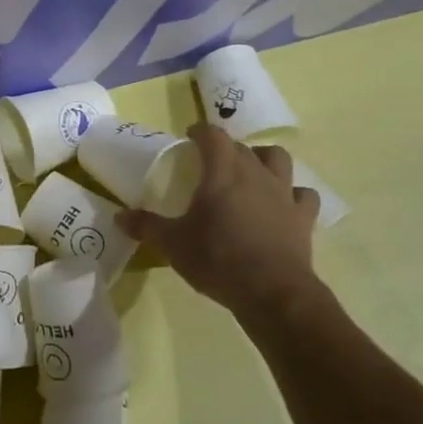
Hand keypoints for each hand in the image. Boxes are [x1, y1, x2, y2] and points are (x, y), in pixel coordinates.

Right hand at [117, 124, 324, 318]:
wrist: (272, 292)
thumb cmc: (218, 260)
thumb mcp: (173, 245)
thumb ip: (146, 226)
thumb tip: (119, 216)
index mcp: (222, 172)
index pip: (212, 136)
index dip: (200, 131)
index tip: (190, 137)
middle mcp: (255, 174)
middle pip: (241, 147)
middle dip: (226, 149)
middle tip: (211, 163)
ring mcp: (283, 193)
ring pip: (277, 159)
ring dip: (263, 159)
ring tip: (251, 172)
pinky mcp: (303, 217)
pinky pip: (303, 194)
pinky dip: (293, 194)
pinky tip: (283, 203)